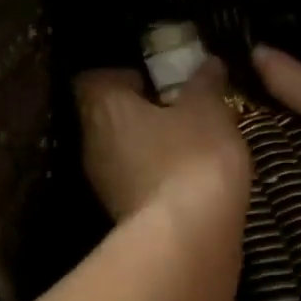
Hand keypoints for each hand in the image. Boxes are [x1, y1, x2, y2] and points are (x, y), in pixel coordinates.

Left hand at [75, 58, 250, 232]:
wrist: (187, 238)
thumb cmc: (193, 157)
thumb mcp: (208, 110)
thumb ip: (205, 83)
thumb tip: (208, 62)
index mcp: (104, 108)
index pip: (92, 79)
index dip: (121, 75)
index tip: (154, 81)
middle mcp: (92, 143)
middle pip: (106, 117)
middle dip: (138, 113)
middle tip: (177, 111)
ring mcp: (103, 184)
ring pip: (120, 153)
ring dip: (147, 148)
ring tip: (188, 146)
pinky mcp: (119, 215)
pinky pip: (134, 183)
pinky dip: (154, 178)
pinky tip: (186, 180)